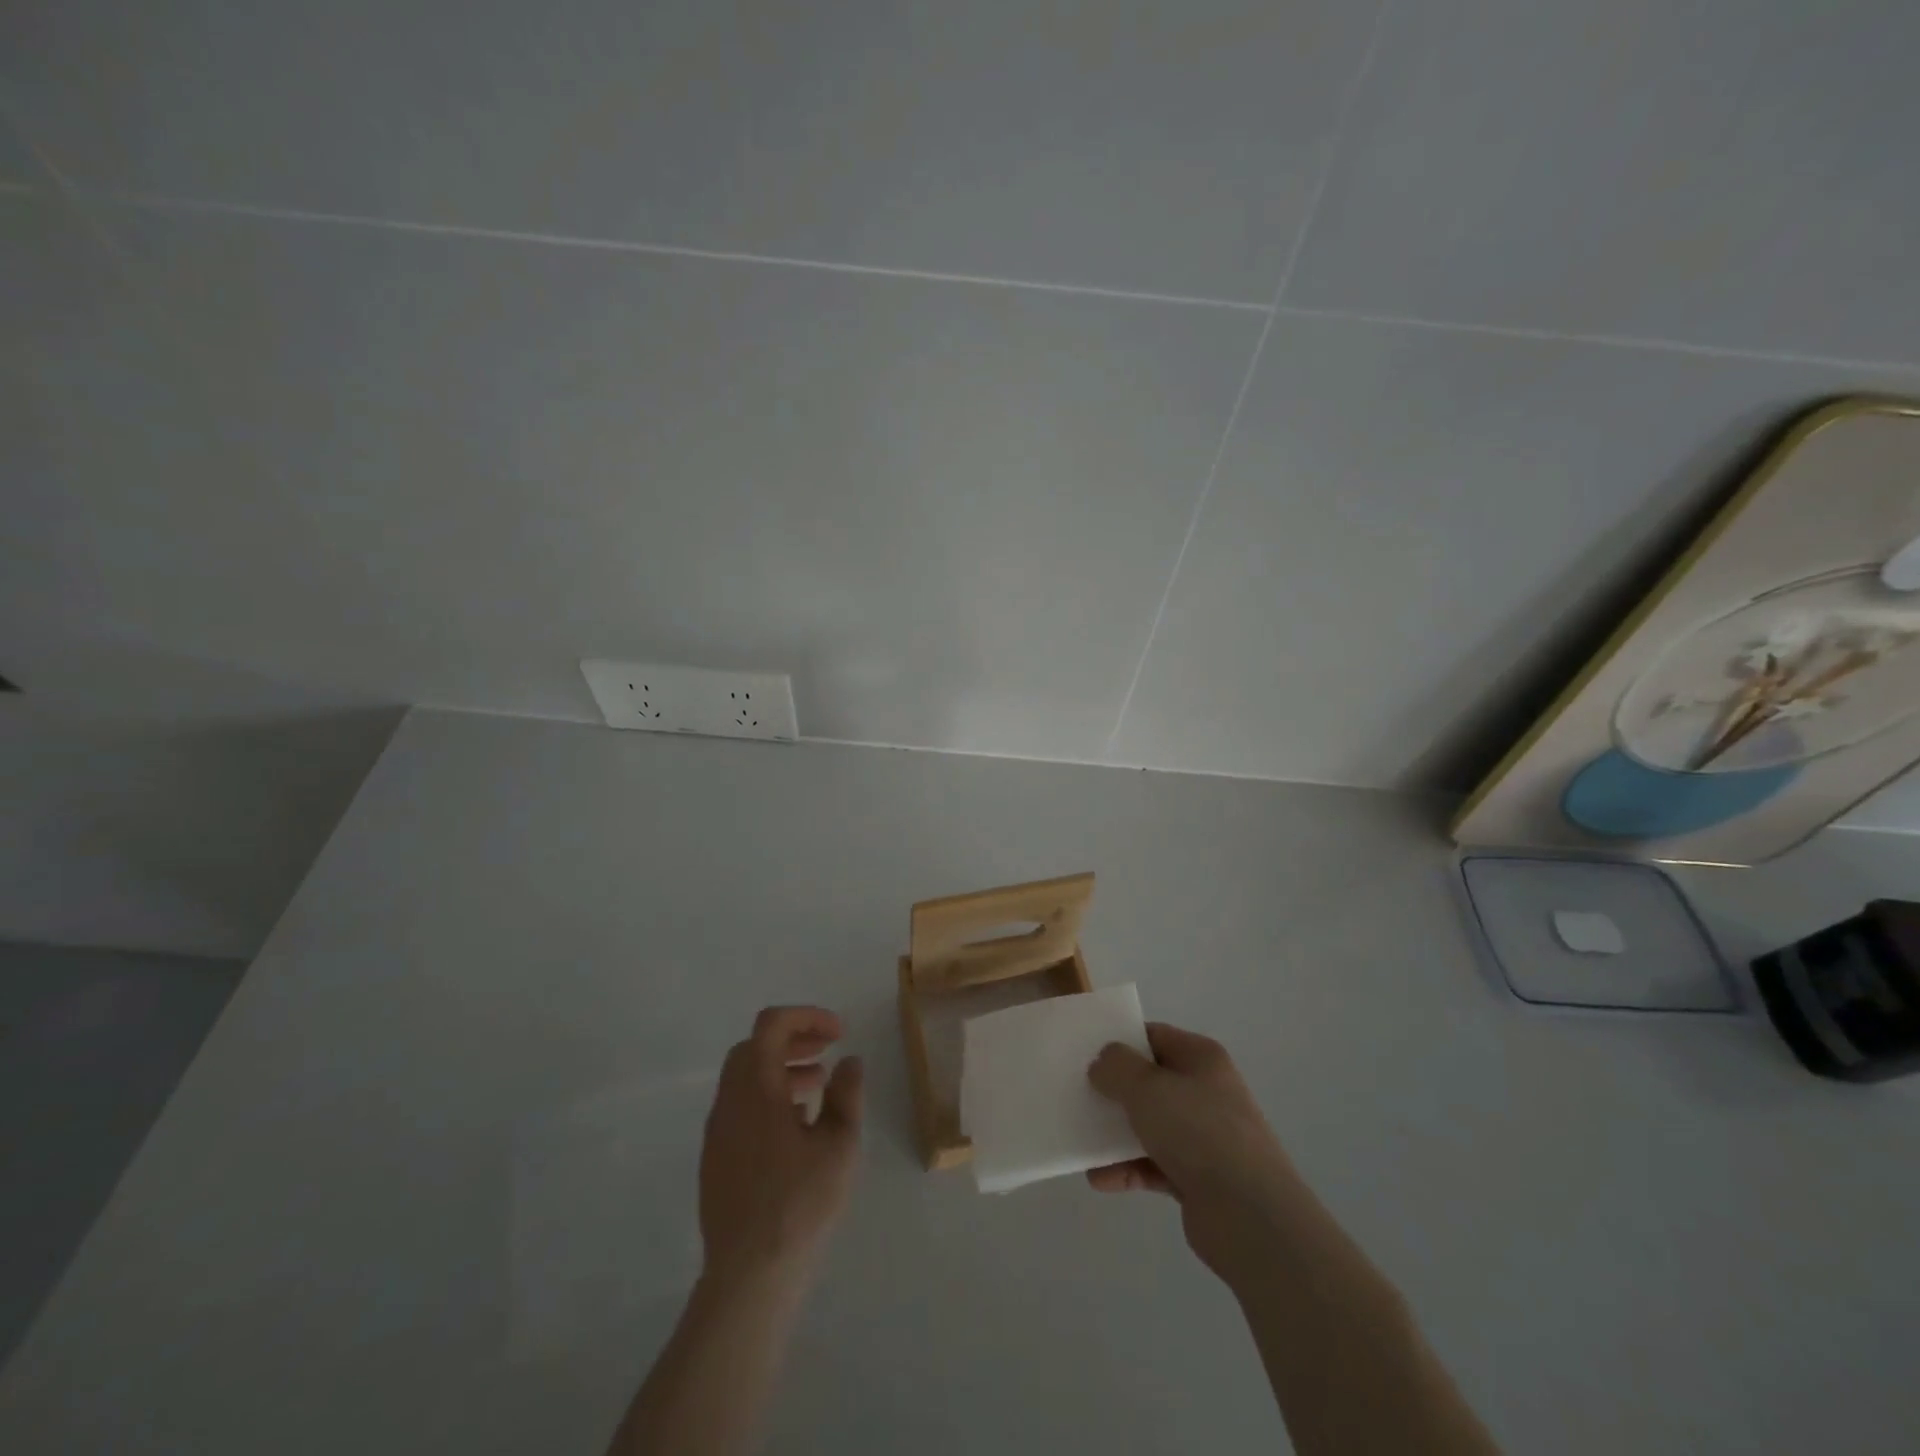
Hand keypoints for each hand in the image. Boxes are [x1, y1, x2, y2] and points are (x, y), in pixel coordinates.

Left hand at [698, 1006, 863, 1290]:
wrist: (748, 1276)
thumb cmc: (800, 1204)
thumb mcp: (839, 1145)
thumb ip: (846, 1095)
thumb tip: (849, 1062)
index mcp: (756, 1088)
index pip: (772, 1024)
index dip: (807, 1017)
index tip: (838, 1033)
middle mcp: (729, 1101)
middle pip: (754, 1046)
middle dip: (793, 1039)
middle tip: (828, 1051)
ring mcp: (718, 1131)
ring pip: (745, 1077)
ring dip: (781, 1067)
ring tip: (818, 1085)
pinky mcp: (716, 1158)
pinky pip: (740, 1106)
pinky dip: (767, 1096)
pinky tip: (797, 1125)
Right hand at [1086, 1022, 1300, 1285]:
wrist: (1252, 1218)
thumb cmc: (1199, 1133)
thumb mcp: (1147, 1087)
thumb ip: (1117, 1067)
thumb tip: (1103, 1063)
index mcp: (1201, 1058)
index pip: (1154, 1036)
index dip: (1120, 1041)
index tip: (1085, 1052)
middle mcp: (1206, 1092)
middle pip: (1150, 1082)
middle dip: (1113, 1090)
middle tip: (1077, 1095)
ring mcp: (1204, 1137)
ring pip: (1149, 1125)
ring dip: (1115, 1134)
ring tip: (1081, 1141)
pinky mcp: (1199, 1179)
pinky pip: (1153, 1164)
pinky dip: (1128, 1169)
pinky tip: (1099, 1179)